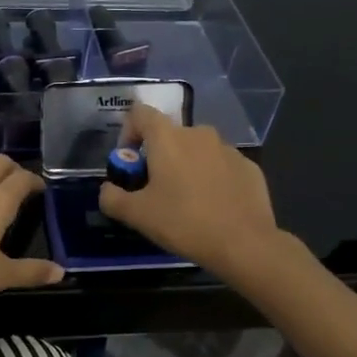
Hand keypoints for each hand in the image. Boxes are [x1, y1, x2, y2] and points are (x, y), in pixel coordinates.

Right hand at [98, 103, 281, 276]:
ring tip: (187, 200)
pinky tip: (214, 206)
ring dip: (186, 166)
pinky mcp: (249, 167)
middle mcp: (198, 133)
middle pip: (169, 134)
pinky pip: (221, 165)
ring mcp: (228, 149)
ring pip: (197, 150)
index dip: (129, 131)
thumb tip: (107, 189)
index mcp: (167, 138)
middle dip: (158, 155)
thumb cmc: (184, 222)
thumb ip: (112, 198)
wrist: (245, 244)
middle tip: (155, 189)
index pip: (140, 113)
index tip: (129, 161)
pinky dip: (212, 178)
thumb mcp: (137, 215)